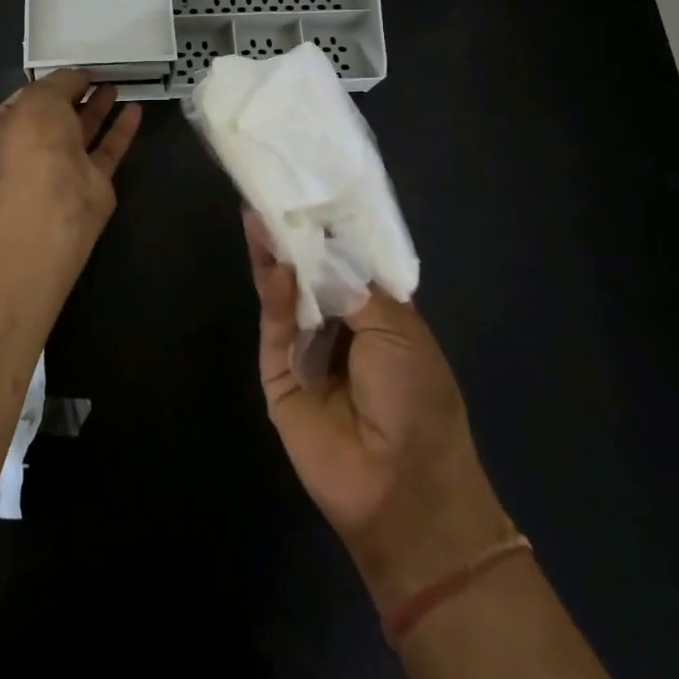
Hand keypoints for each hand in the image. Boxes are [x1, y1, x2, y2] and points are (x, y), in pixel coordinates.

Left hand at [0, 71, 141, 237]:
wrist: (54, 199)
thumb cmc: (33, 139)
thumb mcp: (41, 96)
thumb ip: (61, 81)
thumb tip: (79, 77)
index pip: (20, 103)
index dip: (44, 85)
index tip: (68, 72)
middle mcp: (26, 152)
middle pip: (54, 119)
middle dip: (74, 96)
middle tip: (96, 76)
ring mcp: (60, 169)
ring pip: (81, 134)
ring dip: (97, 110)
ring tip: (115, 85)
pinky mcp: (91, 182)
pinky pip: (107, 150)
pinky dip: (120, 130)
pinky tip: (136, 109)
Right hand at [246, 211, 509, 611]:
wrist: (400, 487)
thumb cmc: (417, 400)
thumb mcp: (399, 330)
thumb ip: (354, 284)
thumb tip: (321, 245)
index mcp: (378, 316)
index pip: (347, 263)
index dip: (331, 231)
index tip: (313, 191)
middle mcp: (340, 327)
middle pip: (310, 273)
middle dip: (296, 238)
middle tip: (276, 194)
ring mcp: (306, 349)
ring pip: (286, 293)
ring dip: (277, 256)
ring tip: (261, 213)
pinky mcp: (277, 370)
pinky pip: (274, 324)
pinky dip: (273, 292)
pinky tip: (273, 260)